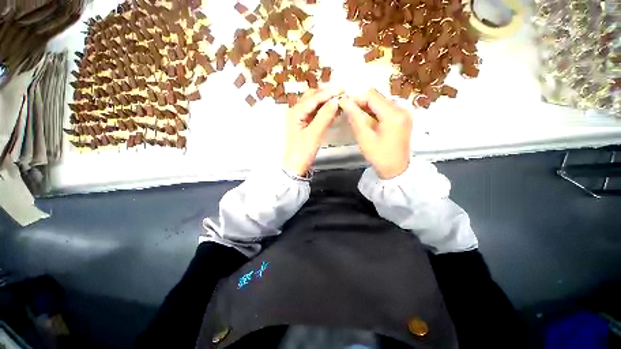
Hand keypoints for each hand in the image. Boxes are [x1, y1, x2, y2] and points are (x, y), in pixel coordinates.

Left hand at [284, 87, 342, 176]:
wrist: (295, 167)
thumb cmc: (302, 151)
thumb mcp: (314, 134)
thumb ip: (324, 117)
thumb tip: (336, 100)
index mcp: (295, 112)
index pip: (313, 98)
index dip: (328, 93)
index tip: (343, 89)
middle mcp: (296, 112)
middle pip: (312, 97)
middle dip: (326, 94)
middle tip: (341, 93)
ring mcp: (300, 118)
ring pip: (314, 105)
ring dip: (326, 102)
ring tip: (339, 100)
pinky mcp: (304, 125)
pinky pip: (315, 114)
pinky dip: (324, 111)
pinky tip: (333, 111)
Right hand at [339, 89, 411, 178]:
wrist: (396, 169)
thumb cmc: (379, 156)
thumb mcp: (364, 138)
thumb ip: (355, 118)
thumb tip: (344, 101)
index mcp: (393, 114)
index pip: (372, 95)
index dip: (356, 98)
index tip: (344, 105)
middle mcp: (401, 109)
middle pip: (377, 97)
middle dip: (361, 102)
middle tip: (348, 112)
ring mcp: (404, 112)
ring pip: (380, 102)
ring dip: (367, 107)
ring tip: (355, 117)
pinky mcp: (402, 117)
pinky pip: (385, 109)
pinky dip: (374, 112)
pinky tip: (366, 120)